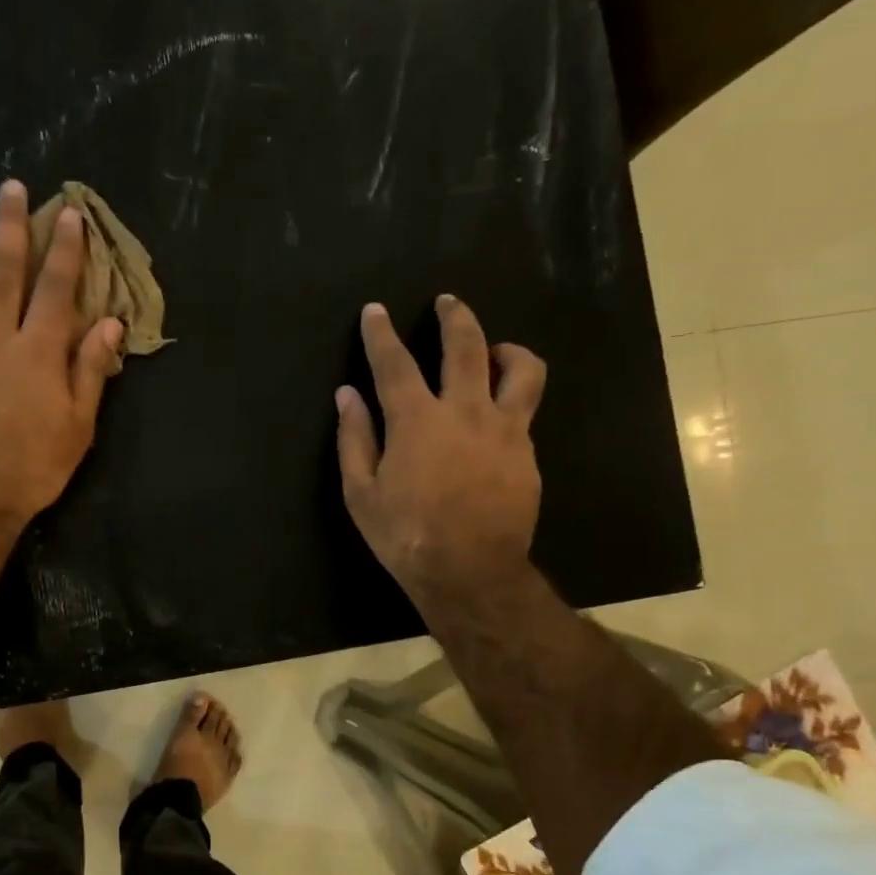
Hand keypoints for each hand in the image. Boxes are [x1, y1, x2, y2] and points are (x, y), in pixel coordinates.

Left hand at [0, 181, 123, 533]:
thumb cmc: (33, 466)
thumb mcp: (78, 425)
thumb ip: (90, 370)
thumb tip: (109, 323)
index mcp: (36, 351)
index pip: (55, 289)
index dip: (64, 250)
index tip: (67, 214)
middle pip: (1, 273)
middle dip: (7, 227)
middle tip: (7, 186)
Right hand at [336, 297, 546, 612]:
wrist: (470, 572)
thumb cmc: (405, 535)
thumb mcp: (361, 493)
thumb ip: (355, 438)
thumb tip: (347, 396)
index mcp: (417, 421)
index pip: (395, 363)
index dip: (381, 334)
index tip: (375, 311)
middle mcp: (466, 412)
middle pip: (467, 346)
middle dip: (454, 317)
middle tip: (447, 302)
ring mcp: (505, 430)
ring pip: (522, 369)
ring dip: (507, 349)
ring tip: (496, 352)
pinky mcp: (528, 453)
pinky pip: (525, 413)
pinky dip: (510, 402)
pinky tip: (497, 419)